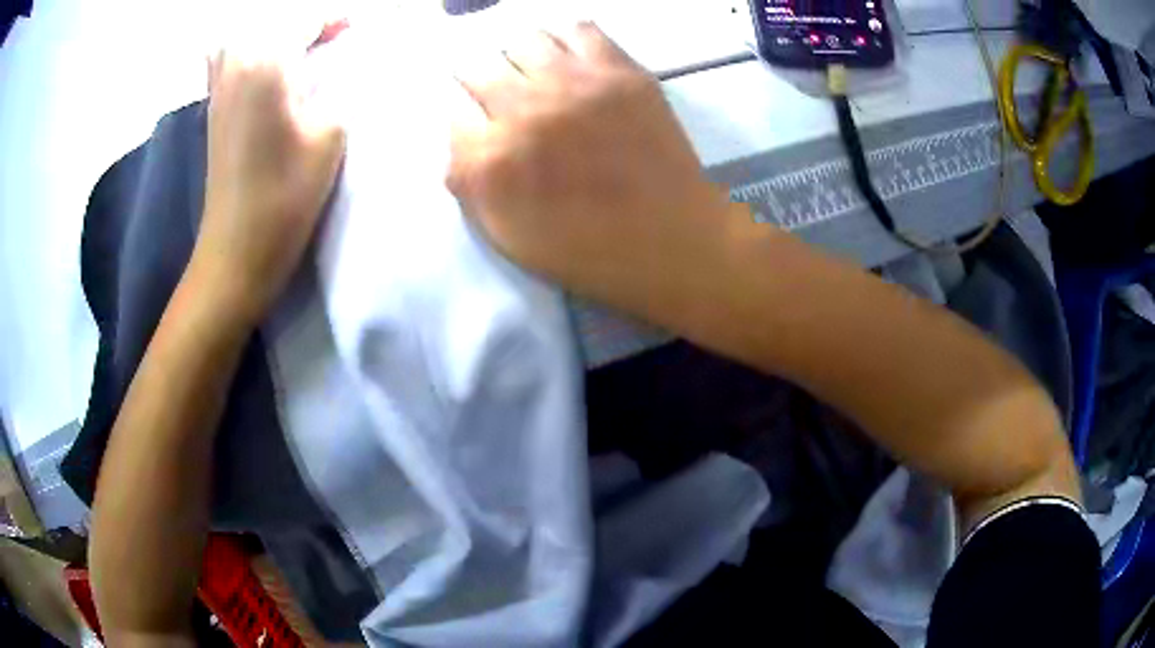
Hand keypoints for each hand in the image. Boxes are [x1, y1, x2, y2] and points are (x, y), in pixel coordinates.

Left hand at [193, 25, 346, 322]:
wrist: (236, 250)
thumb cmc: (285, 197)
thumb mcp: (330, 135)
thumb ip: (338, 88)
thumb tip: (338, 67)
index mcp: (266, 63)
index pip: (305, 20)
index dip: (334, 20)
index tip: (356, 29)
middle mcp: (236, 64)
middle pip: (272, 22)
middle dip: (304, 25)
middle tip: (330, 39)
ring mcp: (219, 86)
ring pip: (247, 37)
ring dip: (276, 37)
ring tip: (299, 51)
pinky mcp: (213, 108)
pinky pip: (227, 59)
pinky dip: (248, 52)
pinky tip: (263, 65)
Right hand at [448, 23, 742, 318]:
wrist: (671, 239)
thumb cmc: (587, 250)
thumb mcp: (507, 237)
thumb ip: (469, 184)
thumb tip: (458, 139)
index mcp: (492, 157)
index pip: (453, 109)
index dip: (463, 116)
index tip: (477, 123)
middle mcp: (524, 109)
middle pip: (479, 68)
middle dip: (481, 85)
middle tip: (503, 102)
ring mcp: (576, 82)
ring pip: (523, 41)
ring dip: (520, 60)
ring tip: (537, 79)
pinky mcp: (620, 71)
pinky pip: (579, 29)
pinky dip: (567, 42)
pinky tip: (573, 65)